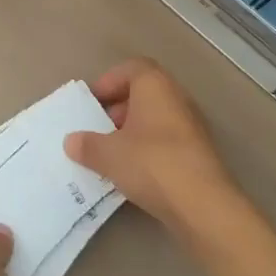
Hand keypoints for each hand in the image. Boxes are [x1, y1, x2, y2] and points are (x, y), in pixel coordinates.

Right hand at [65, 58, 242, 242]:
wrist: (203, 206)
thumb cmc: (151, 164)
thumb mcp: (108, 154)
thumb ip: (86, 144)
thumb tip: (72, 141)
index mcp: (155, 86)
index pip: (132, 68)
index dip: (109, 82)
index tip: (92, 103)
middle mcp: (177, 99)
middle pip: (144, 94)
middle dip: (118, 109)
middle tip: (99, 130)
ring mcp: (192, 127)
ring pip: (156, 119)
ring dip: (133, 132)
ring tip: (112, 154)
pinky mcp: (199, 154)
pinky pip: (167, 142)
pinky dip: (149, 150)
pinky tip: (134, 173)